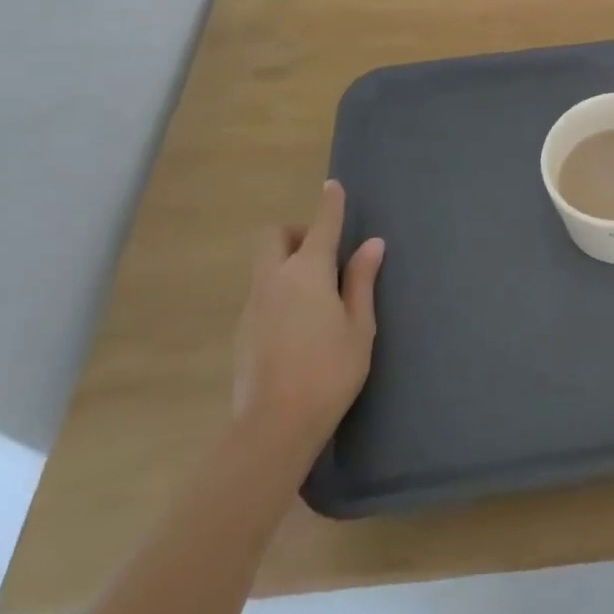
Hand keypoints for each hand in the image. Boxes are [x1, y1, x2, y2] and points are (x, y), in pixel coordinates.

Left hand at [232, 181, 383, 454]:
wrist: (274, 427)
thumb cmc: (330, 371)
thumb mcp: (359, 326)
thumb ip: (362, 281)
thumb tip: (371, 245)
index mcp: (308, 273)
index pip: (322, 226)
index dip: (330, 204)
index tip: (333, 186)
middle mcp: (274, 280)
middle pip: (274, 236)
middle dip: (295, 232)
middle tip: (322, 253)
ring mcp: (253, 305)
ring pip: (264, 265)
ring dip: (287, 262)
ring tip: (316, 293)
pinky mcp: (242, 330)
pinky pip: (261, 293)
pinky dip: (279, 290)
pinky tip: (299, 323)